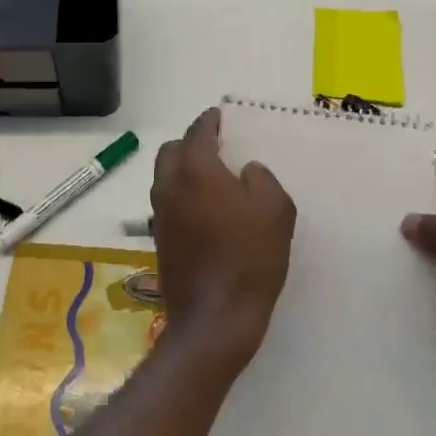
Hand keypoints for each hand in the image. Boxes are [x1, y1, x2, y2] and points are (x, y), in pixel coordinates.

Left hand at [151, 108, 295, 369]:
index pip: (198, 131)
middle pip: (172, 150)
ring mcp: (160, 215)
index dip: (210, 120)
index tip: (220, 116)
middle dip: (190, 143)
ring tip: (212, 180)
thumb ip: (262, 179)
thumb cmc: (249, 258)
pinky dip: (182, 196)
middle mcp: (170, 185)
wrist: (215, 319)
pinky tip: (206, 212)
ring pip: (165, 177)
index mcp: (196, 170)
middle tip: (216, 148)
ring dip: (183, 170)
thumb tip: (246, 172)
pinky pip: (168, 204)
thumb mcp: (275, 210)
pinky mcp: (160, 240)